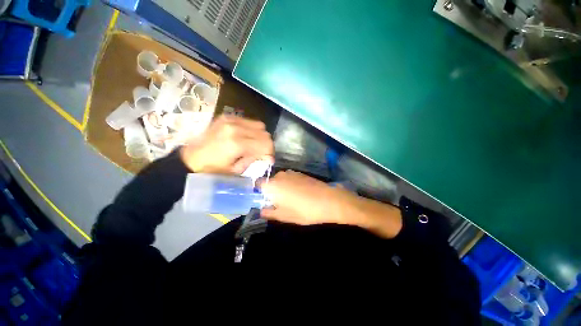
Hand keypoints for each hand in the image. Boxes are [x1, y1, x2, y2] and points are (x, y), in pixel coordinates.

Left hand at [180, 115, 273, 173]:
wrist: (190, 159)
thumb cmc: (212, 169)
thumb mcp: (236, 170)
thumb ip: (253, 160)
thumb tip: (266, 156)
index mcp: (236, 143)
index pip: (265, 143)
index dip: (270, 152)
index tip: (268, 160)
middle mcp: (235, 127)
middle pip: (264, 133)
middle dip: (266, 145)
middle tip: (262, 154)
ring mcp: (230, 119)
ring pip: (259, 125)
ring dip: (260, 136)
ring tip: (254, 145)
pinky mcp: (227, 117)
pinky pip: (249, 121)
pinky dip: (252, 130)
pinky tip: (246, 138)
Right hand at [259, 171, 355, 224]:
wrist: (328, 200)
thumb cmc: (304, 210)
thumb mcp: (285, 216)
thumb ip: (270, 212)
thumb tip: (262, 210)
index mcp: (272, 185)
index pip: (258, 184)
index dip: (259, 192)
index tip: (263, 200)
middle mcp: (280, 175)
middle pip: (270, 182)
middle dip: (271, 191)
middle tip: (278, 203)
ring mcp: (291, 173)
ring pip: (280, 180)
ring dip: (281, 188)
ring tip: (291, 199)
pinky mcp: (300, 173)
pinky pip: (290, 178)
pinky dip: (290, 185)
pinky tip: (300, 193)